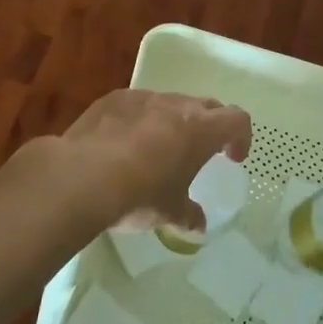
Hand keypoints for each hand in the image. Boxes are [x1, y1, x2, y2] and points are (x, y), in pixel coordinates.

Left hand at [50, 89, 251, 232]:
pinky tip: (122, 144)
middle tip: (200, 151)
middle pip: (206, 106)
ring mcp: (143, 98)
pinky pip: (136, 105)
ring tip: (157, 149)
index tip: (231, 158)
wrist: (82, 176)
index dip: (240, 137)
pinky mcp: (113, 99)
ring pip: (169, 102)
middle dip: (209, 126)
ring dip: (172, 121)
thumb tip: (198, 224)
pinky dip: (139, 120)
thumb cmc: (139, 195)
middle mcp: (176, 105)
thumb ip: (188, 215)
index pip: (237, 119)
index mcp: (201, 130)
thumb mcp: (169, 212)